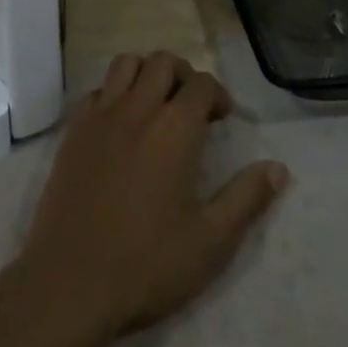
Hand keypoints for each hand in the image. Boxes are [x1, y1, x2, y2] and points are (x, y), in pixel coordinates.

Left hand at [10, 53, 288, 339]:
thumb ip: (246, 199)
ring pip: (126, 65)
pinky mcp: (72, 132)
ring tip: (155, 105)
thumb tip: (279, 168)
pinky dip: (113, 94)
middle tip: (192, 108)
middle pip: (163, 62)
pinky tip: (118, 126)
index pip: (202, 84)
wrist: (68, 284)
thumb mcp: (210, 242)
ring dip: (146, 74)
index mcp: (175, 128)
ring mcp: (100, 117)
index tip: (222, 119)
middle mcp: (137, 109)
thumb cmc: (146, 264)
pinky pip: (96, 91)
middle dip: (184, 75)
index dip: (217, 94)